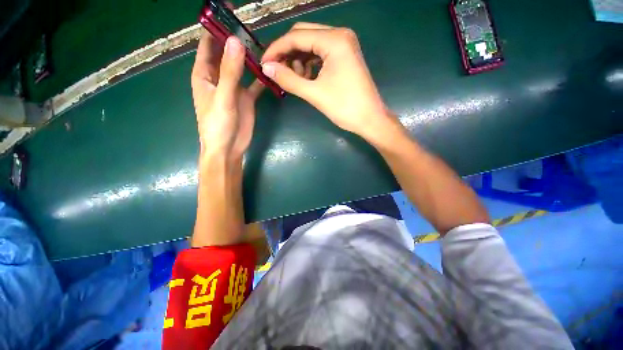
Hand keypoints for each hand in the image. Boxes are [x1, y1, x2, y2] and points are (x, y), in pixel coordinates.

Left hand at [192, 32, 263, 160]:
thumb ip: (230, 71)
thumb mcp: (223, 97)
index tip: (228, 12)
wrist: (229, 148)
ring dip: (250, 57)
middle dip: (235, 39)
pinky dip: (261, 77)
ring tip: (264, 44)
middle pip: (226, 52)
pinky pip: (254, 83)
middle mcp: (219, 77)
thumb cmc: (218, 124)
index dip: (215, 27)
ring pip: (242, 66)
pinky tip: (270, 70)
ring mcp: (234, 87)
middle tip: (252, 26)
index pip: (207, 44)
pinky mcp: (247, 97)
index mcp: (204, 73)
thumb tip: (236, 42)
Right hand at [261, 23, 396, 140]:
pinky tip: (306, 78)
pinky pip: (321, 54)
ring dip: (299, 59)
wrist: (369, 119)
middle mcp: (340, 35)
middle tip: (277, 71)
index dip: (277, 49)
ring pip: (312, 44)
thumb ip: (289, 79)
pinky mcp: (345, 56)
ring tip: (296, 79)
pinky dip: (310, 64)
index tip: (264, 64)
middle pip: (303, 35)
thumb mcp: (315, 94)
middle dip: (287, 53)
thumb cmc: (345, 107)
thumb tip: (267, 69)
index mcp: (334, 40)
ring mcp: (344, 45)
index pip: (296, 36)